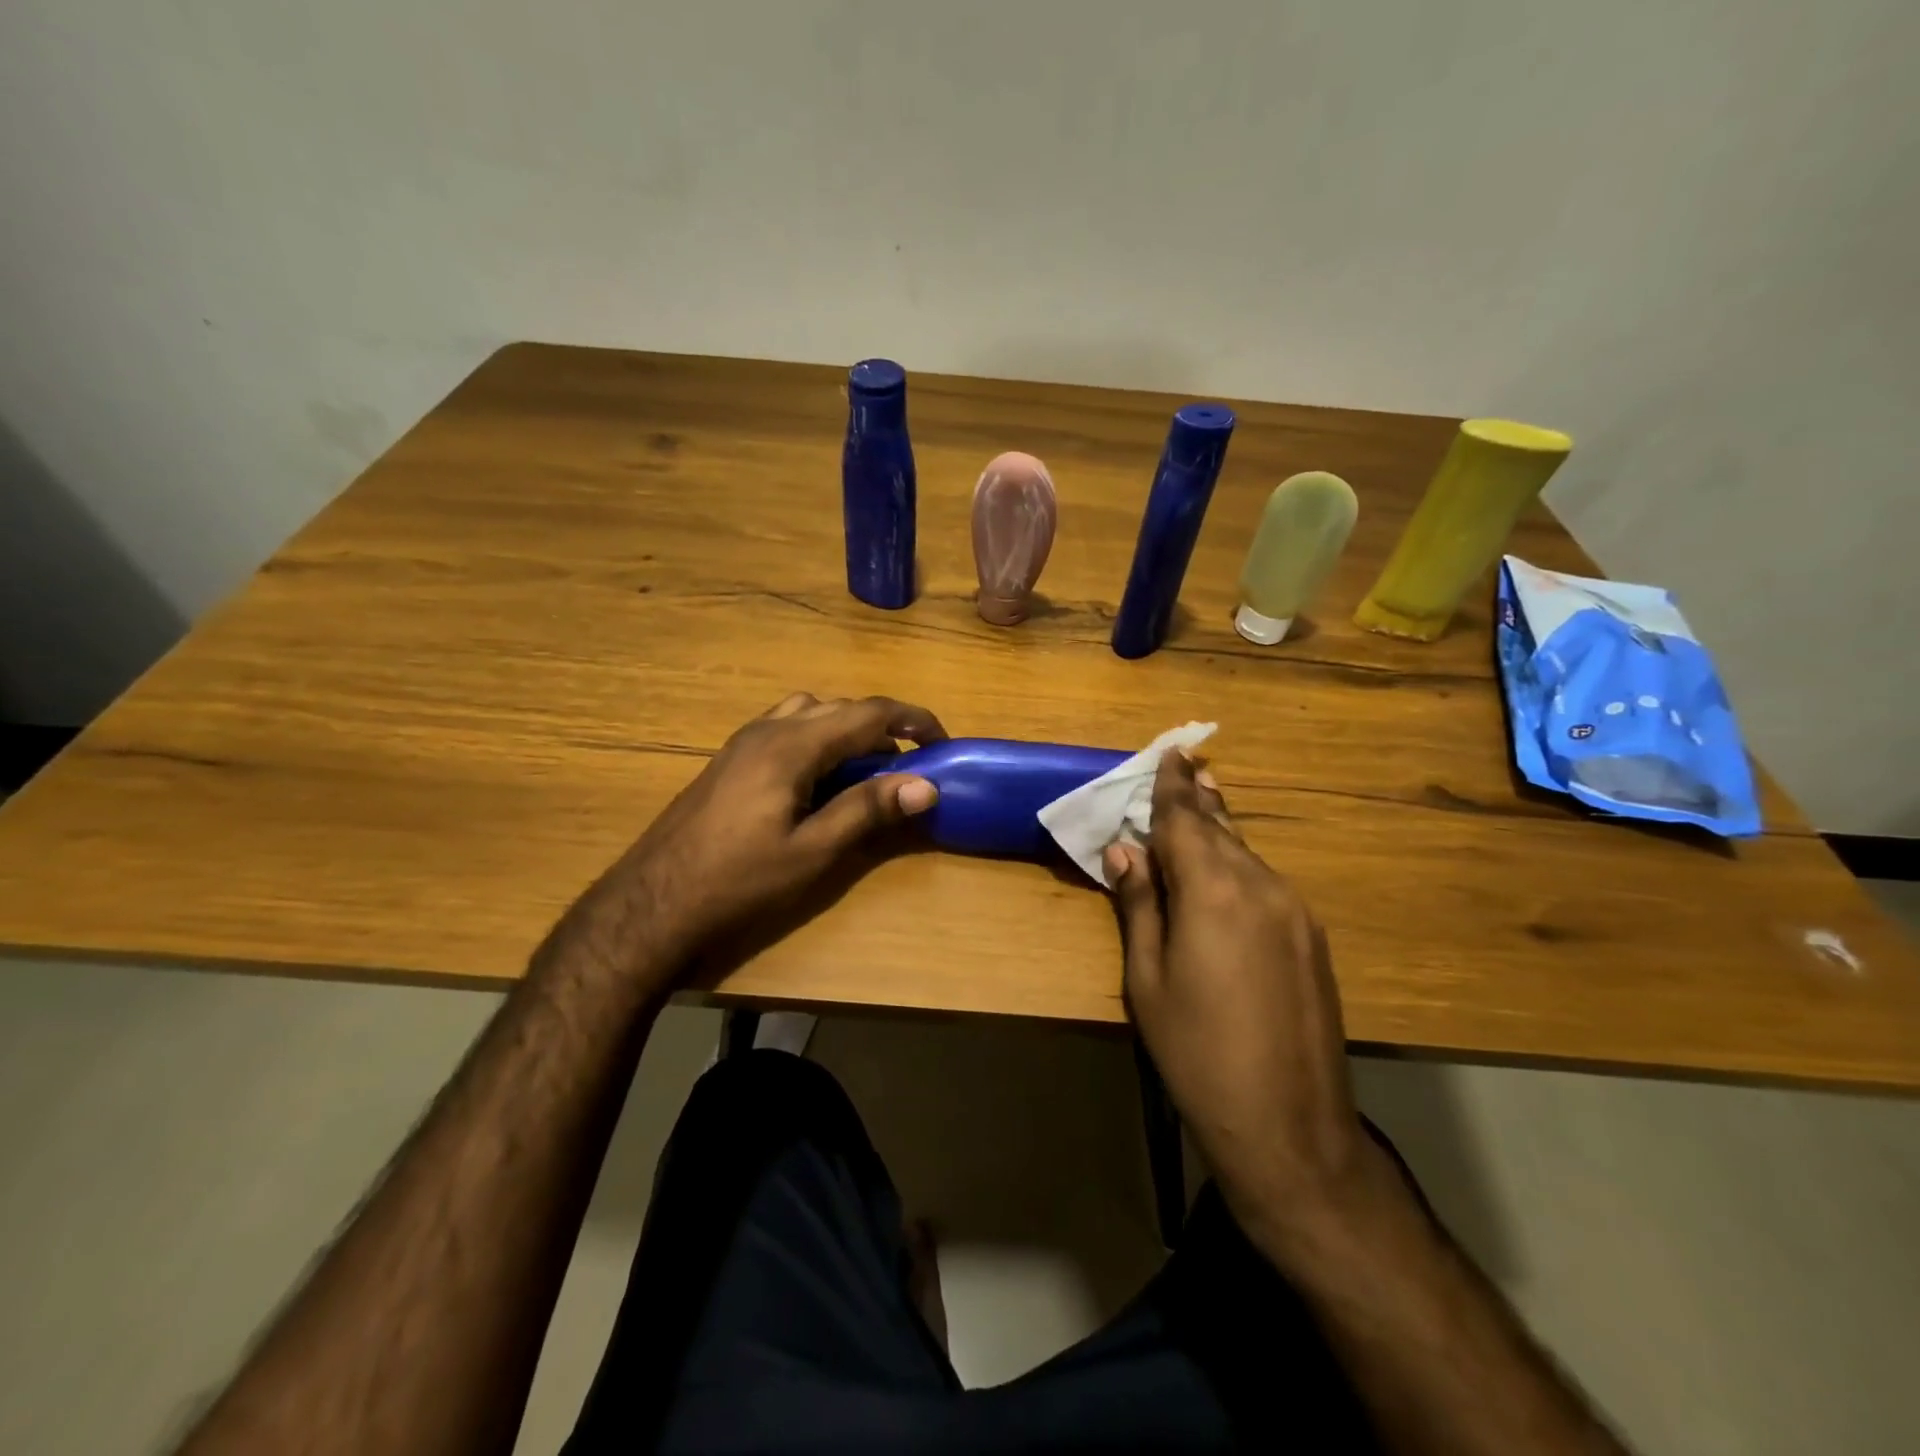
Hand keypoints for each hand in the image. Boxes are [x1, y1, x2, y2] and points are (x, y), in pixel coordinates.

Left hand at [607, 692, 945, 964]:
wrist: (651, 905)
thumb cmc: (737, 882)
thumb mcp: (811, 852)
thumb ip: (867, 810)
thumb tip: (925, 784)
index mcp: (791, 746)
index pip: (867, 712)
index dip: (912, 721)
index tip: (942, 742)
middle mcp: (767, 730)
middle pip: (839, 707)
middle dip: (882, 725)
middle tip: (910, 762)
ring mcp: (742, 742)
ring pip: (809, 712)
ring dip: (846, 727)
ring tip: (866, 766)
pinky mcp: (729, 760)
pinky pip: (785, 727)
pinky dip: (817, 736)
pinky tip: (819, 777)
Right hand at [1106, 753, 1395, 1247]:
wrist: (1289, 1126)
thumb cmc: (1195, 1052)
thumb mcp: (1148, 979)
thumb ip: (1140, 904)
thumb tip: (1124, 851)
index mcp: (1214, 891)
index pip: (1186, 820)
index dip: (1172, 785)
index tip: (1170, 751)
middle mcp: (1261, 886)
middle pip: (1221, 828)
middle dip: (1197, 798)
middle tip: (1184, 766)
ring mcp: (1294, 911)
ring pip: (1247, 852)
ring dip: (1220, 829)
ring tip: (1202, 804)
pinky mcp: (1311, 937)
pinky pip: (1266, 881)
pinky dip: (1239, 863)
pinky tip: (1226, 869)